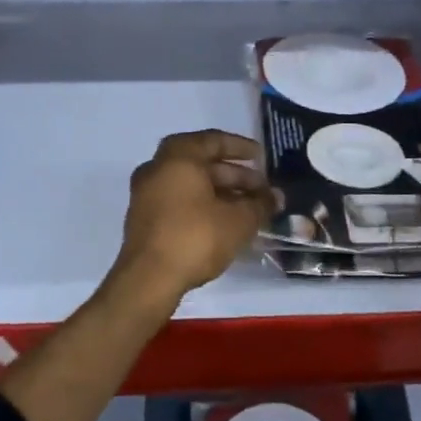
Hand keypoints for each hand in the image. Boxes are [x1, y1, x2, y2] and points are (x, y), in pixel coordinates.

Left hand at [114, 130, 272, 307]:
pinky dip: (202, 204)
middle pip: (202, 163)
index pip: (214, 140)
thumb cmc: (195, 237)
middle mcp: (158, 167)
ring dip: (220, 192)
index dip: (241, 147)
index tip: (262, 157)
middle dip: (235, 175)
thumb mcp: (238, 220)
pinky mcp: (144, 218)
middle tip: (261, 188)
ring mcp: (146, 193)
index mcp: (178, 156)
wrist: (148, 280)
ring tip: (249, 208)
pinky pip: (179, 200)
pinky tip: (225, 223)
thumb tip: (276, 197)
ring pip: (191, 184)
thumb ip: (260, 204)